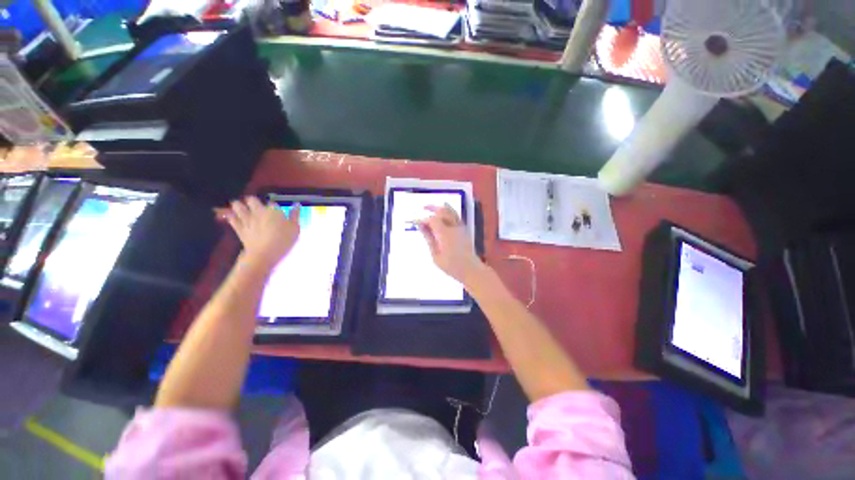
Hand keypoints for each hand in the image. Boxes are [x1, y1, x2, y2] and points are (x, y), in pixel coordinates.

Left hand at [222, 197, 299, 268]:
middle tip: (256, 206)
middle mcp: (258, 212)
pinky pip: (231, 218)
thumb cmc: (284, 240)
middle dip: (252, 201)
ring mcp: (247, 219)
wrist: (265, 254)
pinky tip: (231, 216)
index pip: (273, 203)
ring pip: (237, 206)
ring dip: (239, 205)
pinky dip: (231, 216)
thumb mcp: (295, 228)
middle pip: (251, 200)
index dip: (275, 207)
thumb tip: (296, 204)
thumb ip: (295, 215)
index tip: (277, 212)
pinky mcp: (239, 228)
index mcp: (273, 211)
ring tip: (241, 207)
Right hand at [418, 204, 483, 285]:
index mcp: (444, 233)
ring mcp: (460, 227)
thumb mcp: (436, 255)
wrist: (470, 269)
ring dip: (441, 208)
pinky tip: (445, 213)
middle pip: (443, 211)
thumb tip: (421, 227)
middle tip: (424, 207)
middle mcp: (453, 227)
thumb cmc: (451, 265)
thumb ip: (429, 239)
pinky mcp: (464, 230)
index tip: (417, 223)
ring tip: (434, 207)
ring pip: (451, 211)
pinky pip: (456, 216)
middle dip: (433, 208)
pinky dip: (450, 211)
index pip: (432, 220)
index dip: (424, 220)